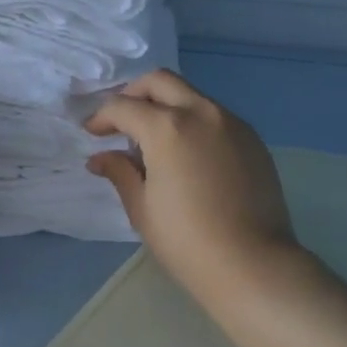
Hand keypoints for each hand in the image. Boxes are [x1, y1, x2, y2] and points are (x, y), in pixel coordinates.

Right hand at [85, 69, 298, 304]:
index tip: (92, 133)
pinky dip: (193, 121)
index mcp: (167, 127)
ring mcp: (231, 122)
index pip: (124, 107)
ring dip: (166, 105)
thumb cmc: (188, 241)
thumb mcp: (143, 209)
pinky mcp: (252, 138)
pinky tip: (188, 153)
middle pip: (160, 81)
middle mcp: (201, 112)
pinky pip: (215, 115)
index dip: (102, 117)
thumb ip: (121, 173)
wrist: (254, 265)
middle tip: (121, 121)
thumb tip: (100, 158)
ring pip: (190, 94)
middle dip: (134, 94)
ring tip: (154, 139)